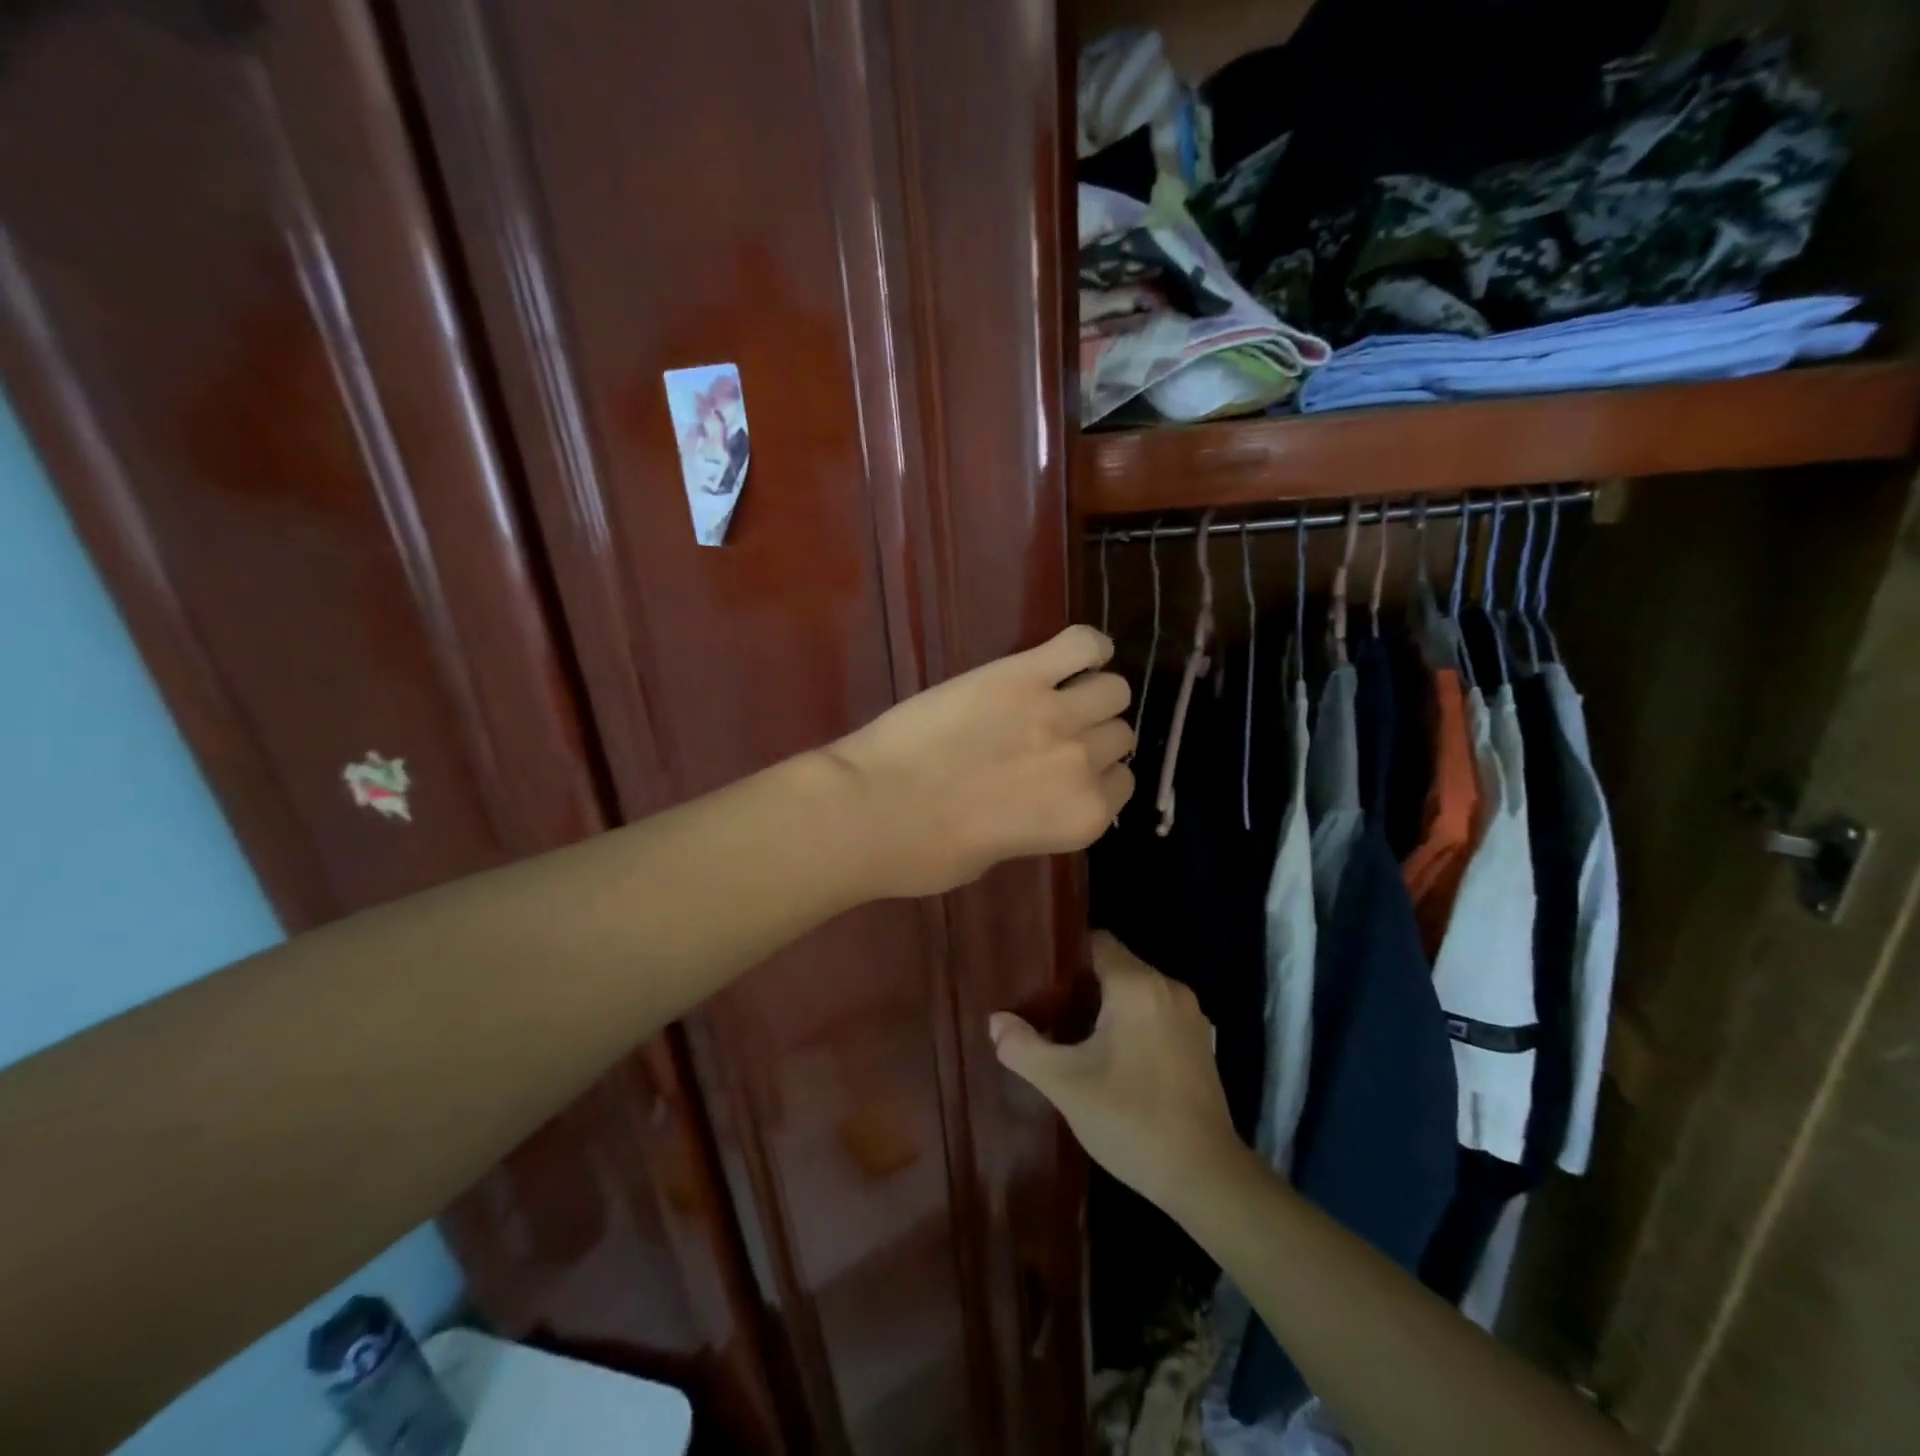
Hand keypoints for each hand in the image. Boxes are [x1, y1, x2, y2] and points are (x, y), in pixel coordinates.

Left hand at [827, 626, 1133, 897]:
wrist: (872, 808)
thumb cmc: (925, 852)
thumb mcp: (994, 855)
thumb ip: (1033, 823)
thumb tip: (1033, 800)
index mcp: (1082, 818)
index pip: (1120, 783)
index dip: (1094, 777)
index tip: (1067, 773)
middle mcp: (1083, 764)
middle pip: (1119, 735)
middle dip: (1093, 737)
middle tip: (1054, 735)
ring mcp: (1056, 713)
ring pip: (1112, 689)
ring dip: (1093, 694)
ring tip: (1059, 695)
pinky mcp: (1021, 675)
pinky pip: (1081, 644)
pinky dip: (1087, 647)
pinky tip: (1073, 656)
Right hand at [989, 932, 1247, 1215]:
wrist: (1205, 1176)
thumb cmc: (1131, 1118)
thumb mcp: (1065, 1084)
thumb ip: (1024, 1047)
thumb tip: (996, 1022)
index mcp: (1137, 985)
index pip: (1096, 942)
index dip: (1064, 956)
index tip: (1038, 979)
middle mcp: (1168, 988)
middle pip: (1117, 966)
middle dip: (1081, 985)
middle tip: (1047, 1012)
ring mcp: (1190, 1016)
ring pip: (1137, 993)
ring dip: (1108, 1007)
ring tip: (1074, 1036)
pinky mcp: (1201, 1044)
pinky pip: (1157, 1015)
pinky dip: (1133, 1025)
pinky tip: (1113, 1060)